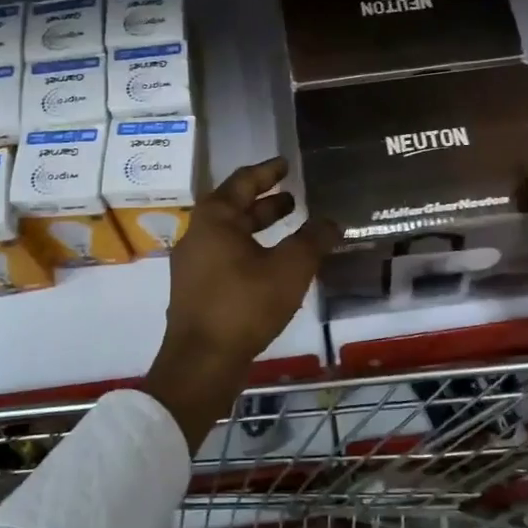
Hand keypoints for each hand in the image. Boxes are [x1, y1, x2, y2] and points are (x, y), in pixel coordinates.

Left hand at [145, 158, 339, 447]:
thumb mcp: (289, 269)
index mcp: (214, 219)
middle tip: (294, 198)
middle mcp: (198, 235)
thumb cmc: (244, 305)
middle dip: (266, 202)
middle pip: (234, 208)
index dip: (267, 172)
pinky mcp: (197, 291)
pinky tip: (274, 266)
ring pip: (231, 235)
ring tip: (291, 227)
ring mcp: (194, 265)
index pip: (242, 182)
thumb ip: (313, 240)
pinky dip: (252, 250)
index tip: (285, 164)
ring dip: (260, 228)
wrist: (201, 363)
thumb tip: (332, 221)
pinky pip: (227, 257)